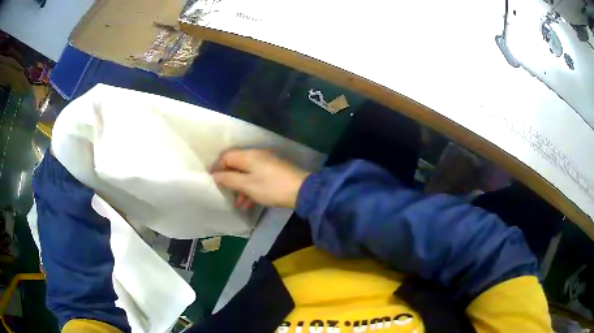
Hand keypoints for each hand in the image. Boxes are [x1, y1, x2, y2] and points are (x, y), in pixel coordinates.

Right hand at [211, 149, 308, 208]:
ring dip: (240, 188)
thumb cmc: (271, 187)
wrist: (302, 191)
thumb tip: (215, 175)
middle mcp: (257, 156)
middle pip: (236, 165)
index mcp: (248, 155)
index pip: (226, 156)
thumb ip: (229, 179)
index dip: (217, 167)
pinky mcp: (274, 172)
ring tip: (237, 204)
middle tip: (224, 192)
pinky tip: (248, 204)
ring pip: (247, 174)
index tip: (211, 180)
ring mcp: (267, 164)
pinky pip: (257, 178)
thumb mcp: (247, 185)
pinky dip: (251, 189)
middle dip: (229, 179)